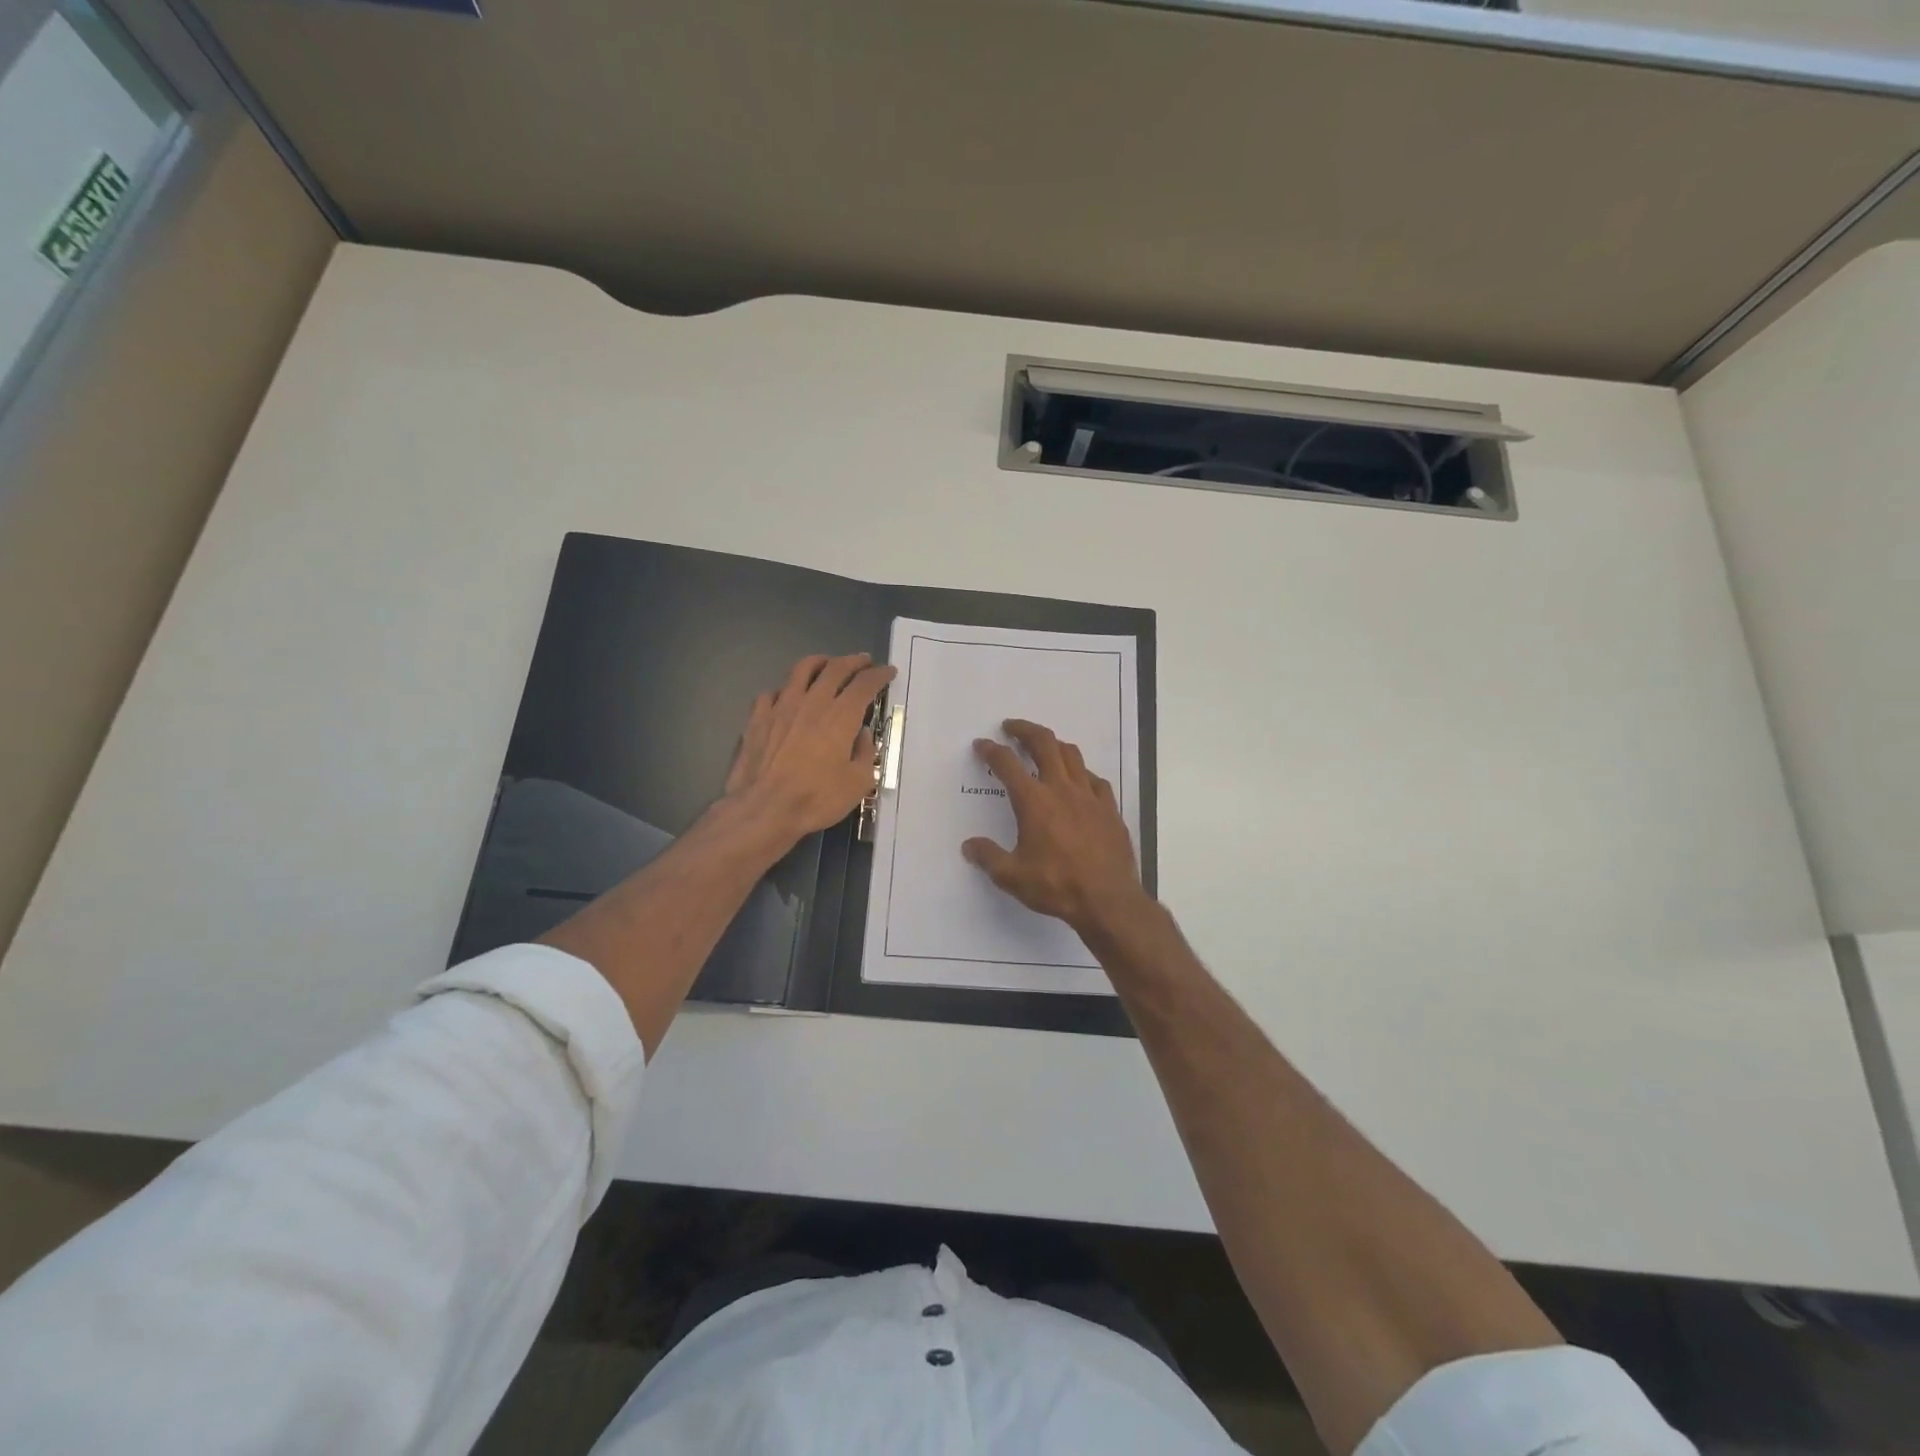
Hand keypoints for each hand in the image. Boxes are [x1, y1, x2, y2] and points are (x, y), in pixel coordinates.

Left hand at [722, 652, 895, 847]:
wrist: (763, 809)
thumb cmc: (816, 799)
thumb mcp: (858, 783)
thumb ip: (865, 753)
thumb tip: (860, 735)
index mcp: (841, 716)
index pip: (865, 684)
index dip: (879, 674)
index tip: (888, 671)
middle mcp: (812, 702)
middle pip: (835, 668)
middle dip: (853, 661)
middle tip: (863, 661)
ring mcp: (782, 706)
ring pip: (802, 669)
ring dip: (820, 662)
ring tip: (827, 664)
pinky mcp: (758, 717)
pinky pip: (773, 692)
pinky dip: (786, 689)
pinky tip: (788, 696)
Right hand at [963, 719, 1149, 937]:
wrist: (1108, 900)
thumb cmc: (1056, 885)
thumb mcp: (1012, 877)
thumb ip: (988, 857)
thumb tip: (969, 846)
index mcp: (1034, 801)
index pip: (1007, 764)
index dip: (991, 751)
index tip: (982, 745)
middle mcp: (1061, 789)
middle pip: (1044, 743)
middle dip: (1025, 730)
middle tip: (1011, 727)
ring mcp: (1089, 796)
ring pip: (1072, 755)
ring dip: (1054, 744)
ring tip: (1044, 746)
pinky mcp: (1110, 809)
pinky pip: (1095, 780)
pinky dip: (1082, 773)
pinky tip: (1080, 781)